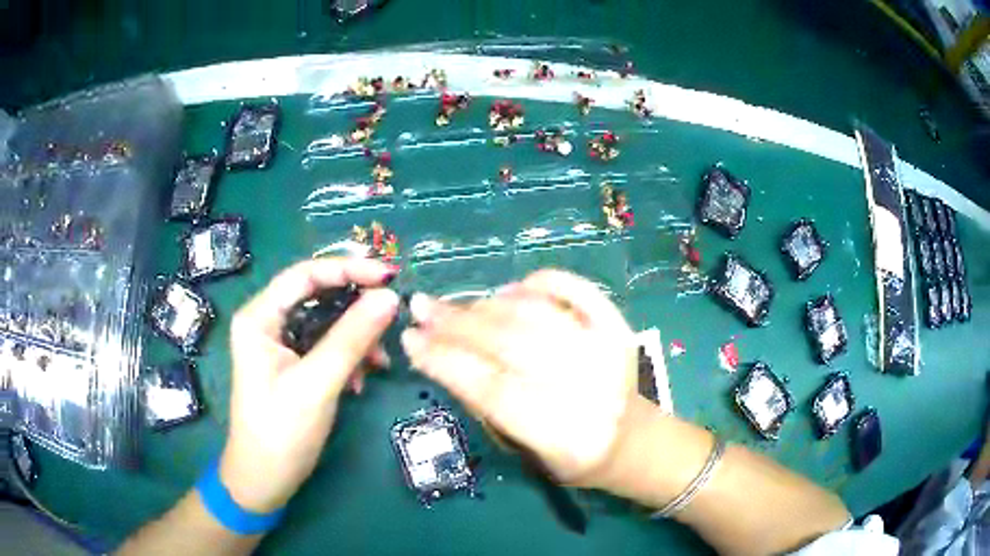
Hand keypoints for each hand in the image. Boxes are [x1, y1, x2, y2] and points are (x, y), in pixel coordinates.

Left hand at [220, 258, 399, 512]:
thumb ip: (351, 338)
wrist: (266, 480)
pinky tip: (362, 381)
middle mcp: (268, 323)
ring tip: (381, 362)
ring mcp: (281, 345)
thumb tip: (390, 297)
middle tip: (392, 315)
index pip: (305, 276)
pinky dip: (349, 359)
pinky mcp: (294, 366)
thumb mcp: (316, 383)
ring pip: (326, 323)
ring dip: (357, 339)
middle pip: (317, 297)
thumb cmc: (281, 432)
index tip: (389, 275)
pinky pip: (327, 347)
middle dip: (355, 308)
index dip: (347, 269)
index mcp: (259, 318)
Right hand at [400, 270, 638, 486]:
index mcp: (564, 437)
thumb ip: (485, 405)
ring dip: (485, 305)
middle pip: (510, 344)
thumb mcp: (524, 450)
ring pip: (534, 314)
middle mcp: (590, 389)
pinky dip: (537, 283)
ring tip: (453, 305)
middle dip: (455, 324)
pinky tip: (508, 291)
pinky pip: (575, 289)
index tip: (411, 340)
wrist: (632, 441)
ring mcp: (609, 351)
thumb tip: (443, 352)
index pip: (492, 389)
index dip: (445, 361)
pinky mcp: (619, 327)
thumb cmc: (570, 456)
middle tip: (421, 308)